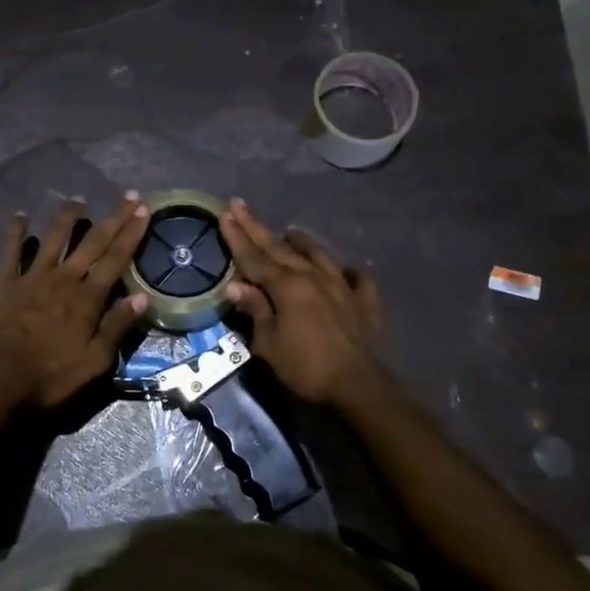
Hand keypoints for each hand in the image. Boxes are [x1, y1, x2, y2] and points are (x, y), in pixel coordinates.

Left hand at [0, 194, 152, 406]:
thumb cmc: (51, 374)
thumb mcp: (94, 360)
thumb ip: (117, 326)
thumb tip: (143, 297)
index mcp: (88, 298)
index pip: (116, 259)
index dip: (132, 234)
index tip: (144, 210)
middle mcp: (64, 279)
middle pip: (92, 242)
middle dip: (113, 218)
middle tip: (128, 196)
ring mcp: (32, 277)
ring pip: (53, 239)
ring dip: (67, 217)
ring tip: (77, 199)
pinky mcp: (5, 282)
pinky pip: (11, 251)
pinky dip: (15, 232)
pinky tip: (19, 216)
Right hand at [218, 199, 381, 405]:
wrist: (357, 384)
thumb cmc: (305, 366)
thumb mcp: (268, 343)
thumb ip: (255, 309)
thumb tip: (235, 285)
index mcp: (286, 286)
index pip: (254, 257)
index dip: (237, 236)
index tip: (225, 213)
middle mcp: (313, 276)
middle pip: (280, 248)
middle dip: (257, 227)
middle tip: (240, 206)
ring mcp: (342, 285)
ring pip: (318, 254)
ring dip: (301, 242)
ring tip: (290, 231)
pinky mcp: (364, 301)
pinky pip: (356, 277)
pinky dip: (348, 270)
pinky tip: (345, 268)